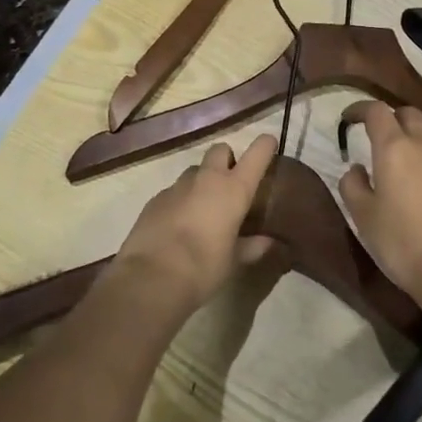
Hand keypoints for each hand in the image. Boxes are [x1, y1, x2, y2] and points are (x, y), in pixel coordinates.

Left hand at [110, 135, 279, 316]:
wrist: (151, 277)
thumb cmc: (204, 268)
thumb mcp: (234, 261)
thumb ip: (253, 247)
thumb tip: (270, 242)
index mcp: (233, 189)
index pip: (256, 154)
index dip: (265, 146)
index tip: (270, 144)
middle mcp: (207, 179)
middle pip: (220, 150)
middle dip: (227, 160)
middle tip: (231, 184)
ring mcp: (177, 186)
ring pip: (195, 171)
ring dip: (202, 181)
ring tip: (203, 209)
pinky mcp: (155, 199)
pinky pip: (174, 191)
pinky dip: (181, 201)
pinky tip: (178, 225)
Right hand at [339, 102, 421, 299]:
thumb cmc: (403, 245)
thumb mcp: (363, 219)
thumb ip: (353, 186)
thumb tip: (356, 167)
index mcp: (393, 149)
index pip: (376, 111)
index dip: (361, 109)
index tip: (351, 119)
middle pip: (409, 113)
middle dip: (393, 119)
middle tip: (384, 140)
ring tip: (421, 149)